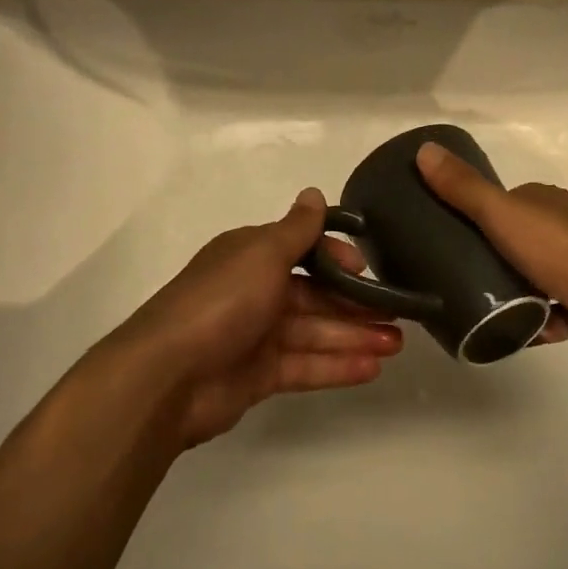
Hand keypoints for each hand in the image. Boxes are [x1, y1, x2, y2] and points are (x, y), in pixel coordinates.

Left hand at [110, 188, 402, 446]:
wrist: (167, 376)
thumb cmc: (221, 301)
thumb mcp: (263, 253)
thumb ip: (297, 229)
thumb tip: (315, 192)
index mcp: (252, 256)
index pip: (303, 250)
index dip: (336, 257)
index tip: (367, 269)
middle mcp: (255, 290)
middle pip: (314, 294)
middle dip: (355, 303)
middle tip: (399, 314)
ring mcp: (256, 335)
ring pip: (315, 331)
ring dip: (355, 336)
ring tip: (397, 343)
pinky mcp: (258, 376)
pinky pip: (305, 365)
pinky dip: (337, 365)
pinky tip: (372, 368)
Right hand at [416, 142, 567, 370]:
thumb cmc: (562, 251)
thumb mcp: (503, 214)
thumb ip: (463, 188)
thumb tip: (424, 149)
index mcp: (547, 202)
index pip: (504, 201)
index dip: (476, 213)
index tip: (445, 232)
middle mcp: (565, 230)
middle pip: (517, 240)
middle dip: (490, 257)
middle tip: (452, 274)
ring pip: (532, 278)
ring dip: (509, 292)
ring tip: (472, 306)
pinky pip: (549, 314)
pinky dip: (531, 323)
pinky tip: (507, 332)